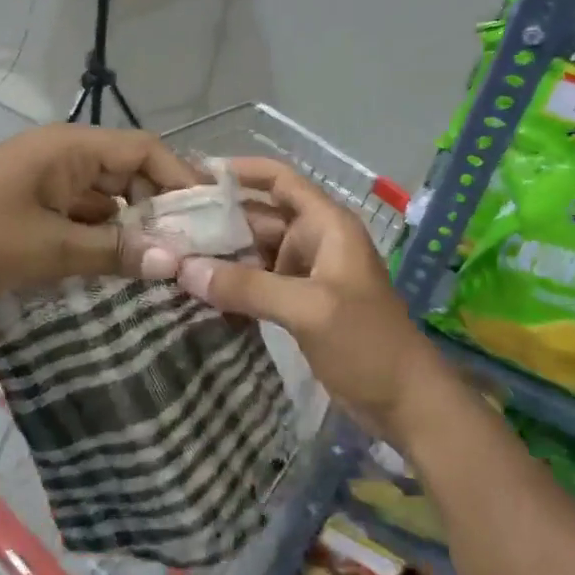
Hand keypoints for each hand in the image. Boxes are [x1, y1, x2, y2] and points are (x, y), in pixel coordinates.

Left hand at [0, 124, 202, 300]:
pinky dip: (102, 237)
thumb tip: (173, 261)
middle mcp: (65, 155)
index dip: (181, 178)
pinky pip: (81, 214)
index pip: (145, 150)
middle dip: (160, 209)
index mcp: (72, 148)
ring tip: (165, 265)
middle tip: (191, 251)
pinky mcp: (32, 204)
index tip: (210, 218)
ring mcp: (46, 180)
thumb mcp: (49, 247)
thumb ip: (114, 252)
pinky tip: (120, 268)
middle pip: (129, 173)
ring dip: (131, 227)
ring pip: (106, 198)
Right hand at [175, 157, 449, 441]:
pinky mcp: (299, 304)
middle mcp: (314, 240)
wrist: (405, 404)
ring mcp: (306, 273)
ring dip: (222, 252)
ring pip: (256, 250)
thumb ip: (247, 287)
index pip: (280, 180)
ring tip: (173, 253)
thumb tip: (184, 269)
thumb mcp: (308, 309)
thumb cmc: (366, 342)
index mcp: (326, 225)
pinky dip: (232, 282)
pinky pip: (258, 281)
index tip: (196, 174)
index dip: (242, 171)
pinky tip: (198, 288)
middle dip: (219, 217)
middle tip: (169, 223)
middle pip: (260, 215)